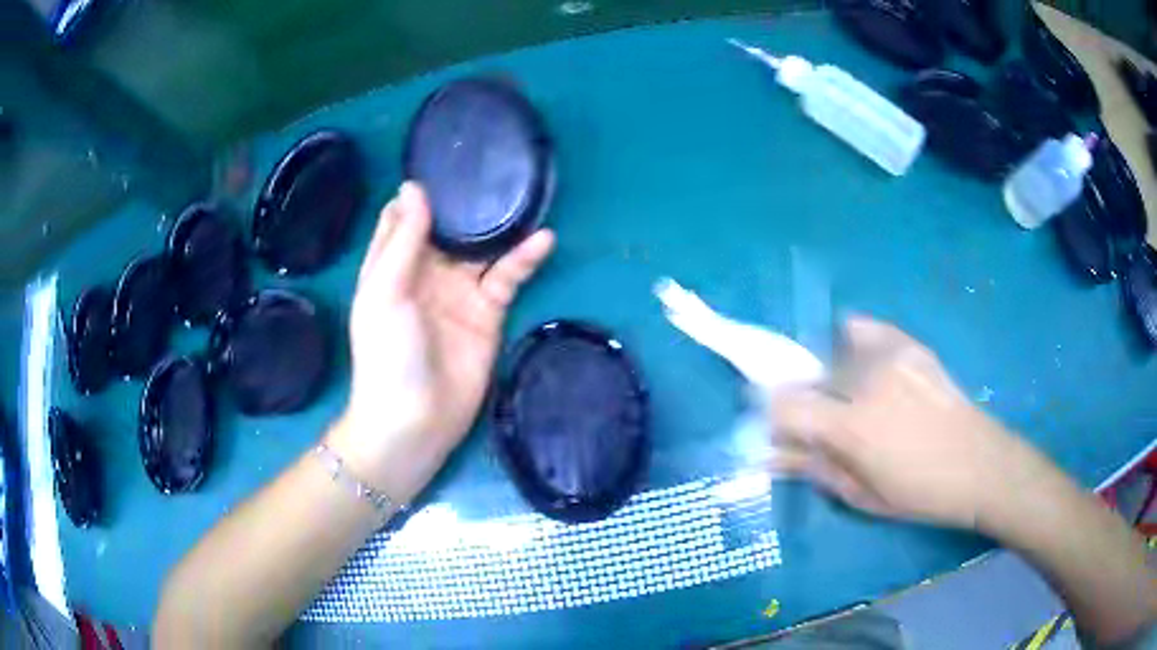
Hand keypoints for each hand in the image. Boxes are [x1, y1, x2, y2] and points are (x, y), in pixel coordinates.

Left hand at [327, 182, 554, 503]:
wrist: (415, 421)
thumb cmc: (387, 354)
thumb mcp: (385, 292)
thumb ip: (403, 241)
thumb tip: (415, 187)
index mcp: (393, 264)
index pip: (405, 217)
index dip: (421, 192)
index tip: (444, 160)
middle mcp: (427, 272)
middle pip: (449, 227)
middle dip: (468, 201)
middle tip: (496, 167)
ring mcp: (459, 292)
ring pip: (482, 248)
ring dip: (500, 225)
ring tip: (525, 195)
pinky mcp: (488, 313)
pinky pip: (508, 277)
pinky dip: (524, 258)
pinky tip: (543, 239)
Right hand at [770, 315, 1046, 530]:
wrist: (979, 464)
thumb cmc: (919, 493)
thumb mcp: (861, 495)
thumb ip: (813, 469)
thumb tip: (771, 455)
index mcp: (853, 427)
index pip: (785, 405)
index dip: (774, 417)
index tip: (782, 432)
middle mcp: (867, 381)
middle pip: (808, 376)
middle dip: (804, 401)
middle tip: (823, 425)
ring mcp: (891, 356)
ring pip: (834, 353)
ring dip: (830, 377)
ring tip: (852, 400)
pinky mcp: (909, 344)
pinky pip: (864, 329)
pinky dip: (853, 343)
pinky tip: (866, 366)